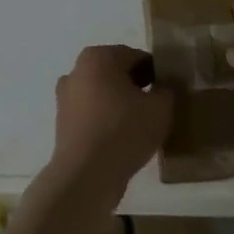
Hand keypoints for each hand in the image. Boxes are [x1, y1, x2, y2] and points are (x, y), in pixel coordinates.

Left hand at [48, 44, 173, 210]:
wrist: (86, 176)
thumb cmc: (124, 130)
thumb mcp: (160, 108)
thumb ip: (167, 90)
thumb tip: (166, 87)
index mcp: (98, 56)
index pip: (136, 57)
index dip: (156, 73)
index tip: (169, 91)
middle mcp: (77, 70)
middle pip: (117, 74)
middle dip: (137, 88)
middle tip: (158, 108)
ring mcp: (66, 98)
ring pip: (103, 95)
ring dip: (121, 105)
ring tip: (143, 127)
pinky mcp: (63, 124)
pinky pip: (93, 115)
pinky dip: (107, 122)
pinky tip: (124, 141)